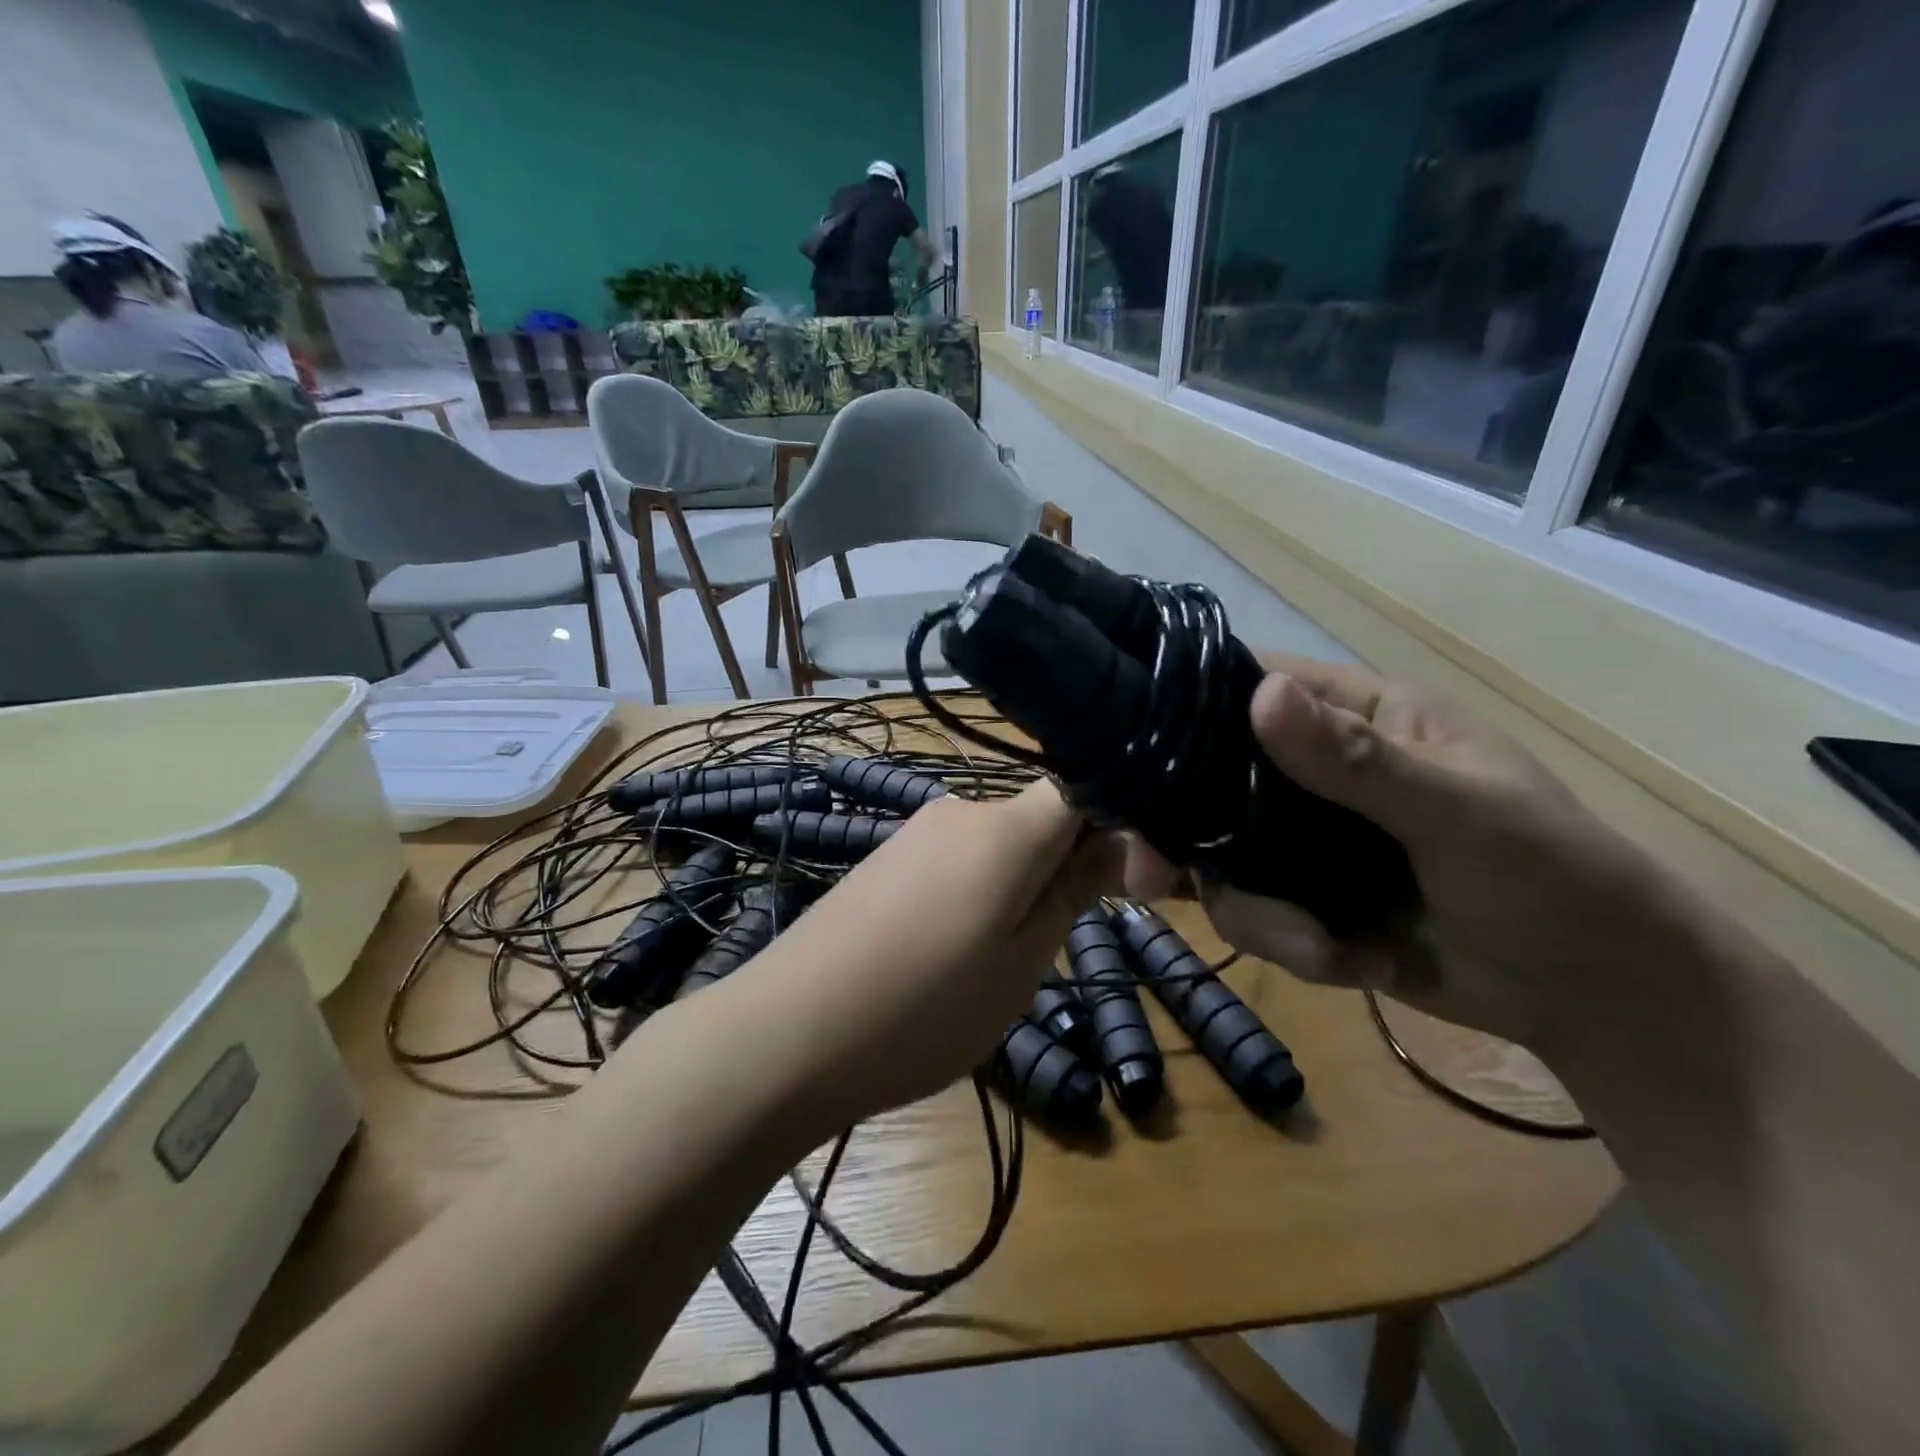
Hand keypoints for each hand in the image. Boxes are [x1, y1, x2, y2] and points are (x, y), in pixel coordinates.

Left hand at [739, 781, 1122, 1125]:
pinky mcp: (887, 859)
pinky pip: (957, 862)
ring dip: (1018, 889)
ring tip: (993, 963)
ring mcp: (916, 832)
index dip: (1118, 828)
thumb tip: (1123, 840)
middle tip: (1052, 948)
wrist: (789, 1032)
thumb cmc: (924, 1007)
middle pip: (1040, 820)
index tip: (1130, 887)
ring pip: (999, 846)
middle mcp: (960, 809)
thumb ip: (1074, 890)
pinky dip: (976, 895)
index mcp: (1005, 827)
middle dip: (1064, 869)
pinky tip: (949, 952)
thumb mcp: (1021, 962)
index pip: (1083, 790)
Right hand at [1126, 656, 1666, 1055]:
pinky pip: (1249, 911)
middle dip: (1182, 835)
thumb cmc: (1555, 874)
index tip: (1131, 763)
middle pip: (1206, 781)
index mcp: (1351, 716)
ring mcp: (1299, 838)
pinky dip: (1284, 942)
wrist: (1596, 997)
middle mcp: (1309, 770)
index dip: (1181, 713)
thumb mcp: (1461, 810)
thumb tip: (1263, 693)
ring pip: (1218, 859)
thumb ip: (1360, 760)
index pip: (1244, 686)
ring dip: (1255, 912)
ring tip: (1322, 948)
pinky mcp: (1301, 898)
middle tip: (1154, 879)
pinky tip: (1347, 963)